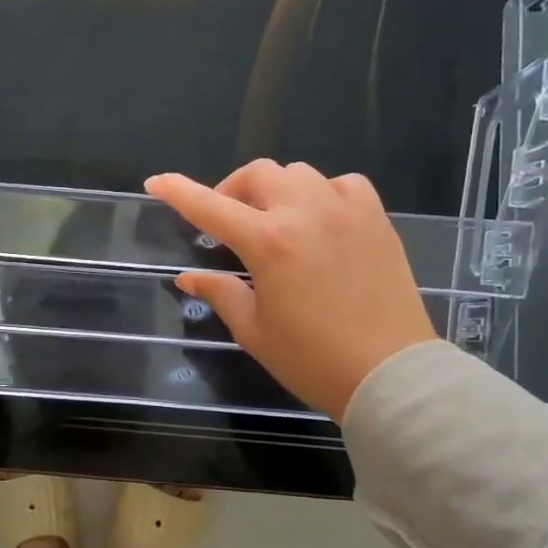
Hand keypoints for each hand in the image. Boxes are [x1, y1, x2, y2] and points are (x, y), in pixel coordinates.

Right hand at [145, 161, 437, 419]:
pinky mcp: (377, 220)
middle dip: (232, 190)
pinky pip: (343, 185)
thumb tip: (188, 278)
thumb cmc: (311, 359)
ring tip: (273, 222)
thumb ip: (220, 293)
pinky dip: (322, 194)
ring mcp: (346, 211)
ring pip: (300, 174)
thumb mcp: (253, 330)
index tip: (156, 182)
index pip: (210, 207)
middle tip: (227, 223)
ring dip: (275, 190)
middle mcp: (306, 213)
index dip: (179, 192)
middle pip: (258, 174)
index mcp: (268, 242)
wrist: (390, 374)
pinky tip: (319, 221)